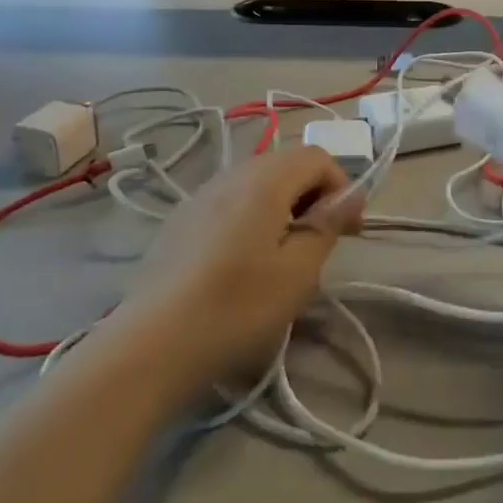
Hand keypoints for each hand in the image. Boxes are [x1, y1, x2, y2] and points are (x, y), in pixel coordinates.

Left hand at [115, 147, 362, 393]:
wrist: (151, 345)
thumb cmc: (236, 308)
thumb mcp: (297, 273)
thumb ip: (327, 226)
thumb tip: (351, 195)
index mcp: (264, 181)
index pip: (316, 157)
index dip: (341, 186)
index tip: (349, 229)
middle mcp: (231, 175)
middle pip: (285, 163)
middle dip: (313, 194)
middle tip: (320, 242)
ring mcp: (200, 195)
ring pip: (256, 182)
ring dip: (282, 204)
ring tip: (283, 254)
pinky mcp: (180, 219)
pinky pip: (229, 201)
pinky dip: (251, 216)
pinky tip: (242, 261)